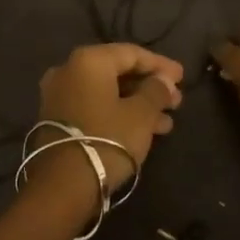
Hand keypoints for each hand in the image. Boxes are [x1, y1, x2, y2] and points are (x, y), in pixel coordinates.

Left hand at [25, 43, 184, 221]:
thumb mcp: (141, 115)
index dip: (161, 64)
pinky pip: (95, 107)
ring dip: (138, 104)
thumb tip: (164, 80)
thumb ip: (156, 91)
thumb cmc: (107, 140)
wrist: (62, 186)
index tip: (183, 77)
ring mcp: (59, 95)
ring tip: (166, 122)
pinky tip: (145, 131)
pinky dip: (119, 113)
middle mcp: (69, 70)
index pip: (132, 53)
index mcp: (89, 61)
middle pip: (118, 72)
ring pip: (107, 92)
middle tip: (176, 101)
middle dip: (149, 86)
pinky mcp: (57, 119)